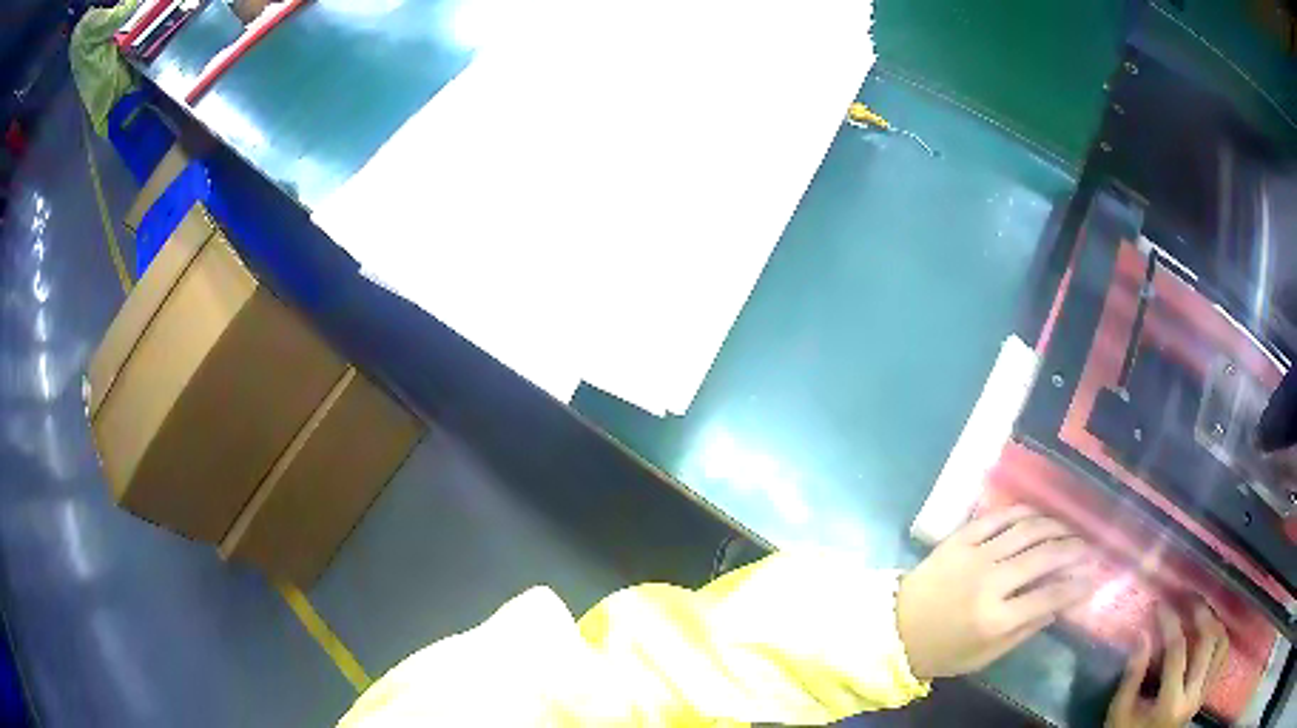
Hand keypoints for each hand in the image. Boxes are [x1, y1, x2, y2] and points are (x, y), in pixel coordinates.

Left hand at [898, 506, 1090, 679]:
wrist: (895, 629)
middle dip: (1074, 549)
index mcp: (996, 619)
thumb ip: (1025, 630)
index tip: (1092, 578)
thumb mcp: (986, 655)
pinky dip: (1023, 512)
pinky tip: (1037, 515)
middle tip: (1087, 548)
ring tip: (1068, 530)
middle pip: (1045, 556)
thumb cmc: (944, 650)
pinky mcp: (960, 538)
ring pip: (1027, 529)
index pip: (1049, 596)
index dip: (1076, 586)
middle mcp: (990, 583)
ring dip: (1054, 526)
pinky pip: (998, 516)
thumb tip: (1061, 604)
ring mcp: (974, 555)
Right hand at [1106, 604, 1228, 727]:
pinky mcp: (1205, 695)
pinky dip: (1221, 640)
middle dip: (1201, 614)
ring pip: (1221, 646)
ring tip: (1204, 612)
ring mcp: (1201, 696)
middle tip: (1190, 597)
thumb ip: (1131, 678)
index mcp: (1169, 704)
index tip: (1161, 606)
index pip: (1177, 652)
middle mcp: (1192, 696)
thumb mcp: (1120, 714)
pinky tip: (1214, 632)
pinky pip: (1222, 659)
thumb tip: (1143, 634)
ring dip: (1215, 623)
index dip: (1170, 624)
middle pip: (1207, 642)